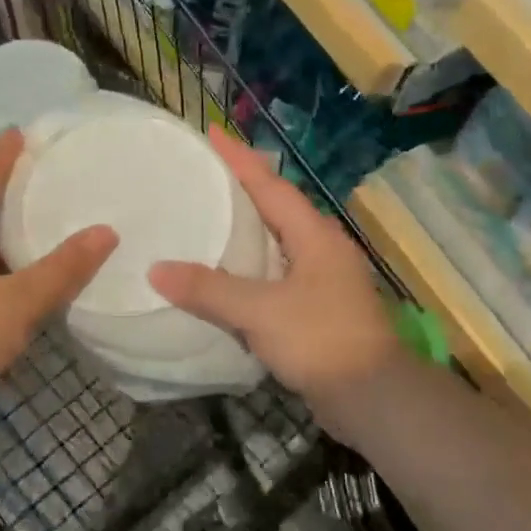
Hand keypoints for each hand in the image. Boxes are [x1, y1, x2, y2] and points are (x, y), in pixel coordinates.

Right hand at [149, 128, 403, 443]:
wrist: (373, 397)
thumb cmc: (321, 339)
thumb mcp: (260, 312)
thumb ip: (209, 290)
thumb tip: (157, 270)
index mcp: (314, 235)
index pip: (270, 185)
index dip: (240, 158)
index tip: (212, 132)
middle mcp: (322, 248)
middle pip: (277, 206)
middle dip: (243, 187)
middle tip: (203, 174)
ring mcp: (325, 278)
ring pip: (279, 240)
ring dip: (248, 226)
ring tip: (210, 216)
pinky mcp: (320, 307)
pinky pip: (279, 272)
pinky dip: (253, 264)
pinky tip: (230, 274)